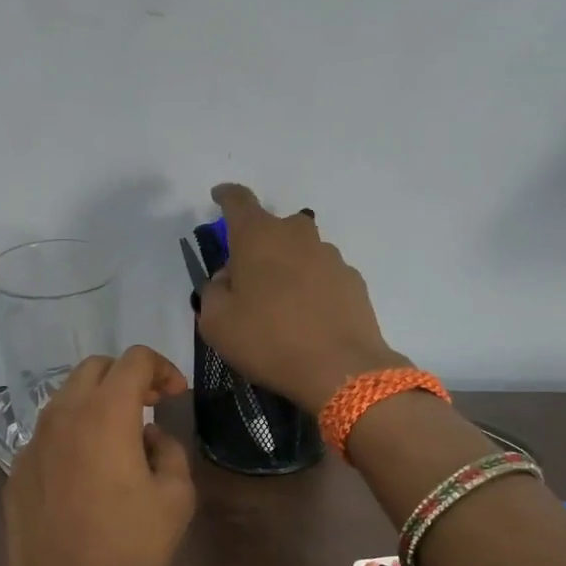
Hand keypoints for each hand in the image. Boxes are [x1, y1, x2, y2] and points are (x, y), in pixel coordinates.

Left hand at [0, 346, 196, 565]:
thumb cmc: (129, 551)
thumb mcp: (175, 498)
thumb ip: (169, 450)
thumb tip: (149, 437)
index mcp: (103, 415)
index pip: (132, 360)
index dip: (161, 368)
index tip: (175, 396)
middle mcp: (61, 417)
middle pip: (94, 369)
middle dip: (127, 378)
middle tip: (151, 408)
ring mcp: (32, 444)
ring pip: (66, 399)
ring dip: (97, 403)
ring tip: (122, 440)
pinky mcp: (17, 472)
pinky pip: (49, 435)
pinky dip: (73, 434)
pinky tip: (89, 474)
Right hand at [197, 183, 406, 411]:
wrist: (340, 369)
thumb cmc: (268, 341)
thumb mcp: (216, 322)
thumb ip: (213, 291)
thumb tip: (228, 279)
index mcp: (258, 237)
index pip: (238, 200)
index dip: (225, 196)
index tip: (218, 197)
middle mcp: (296, 235)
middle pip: (272, 228)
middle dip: (257, 244)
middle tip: (246, 278)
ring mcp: (330, 256)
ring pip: (299, 252)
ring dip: (286, 267)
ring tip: (279, 306)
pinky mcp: (352, 280)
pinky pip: (321, 275)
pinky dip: (310, 287)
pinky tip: (307, 318)